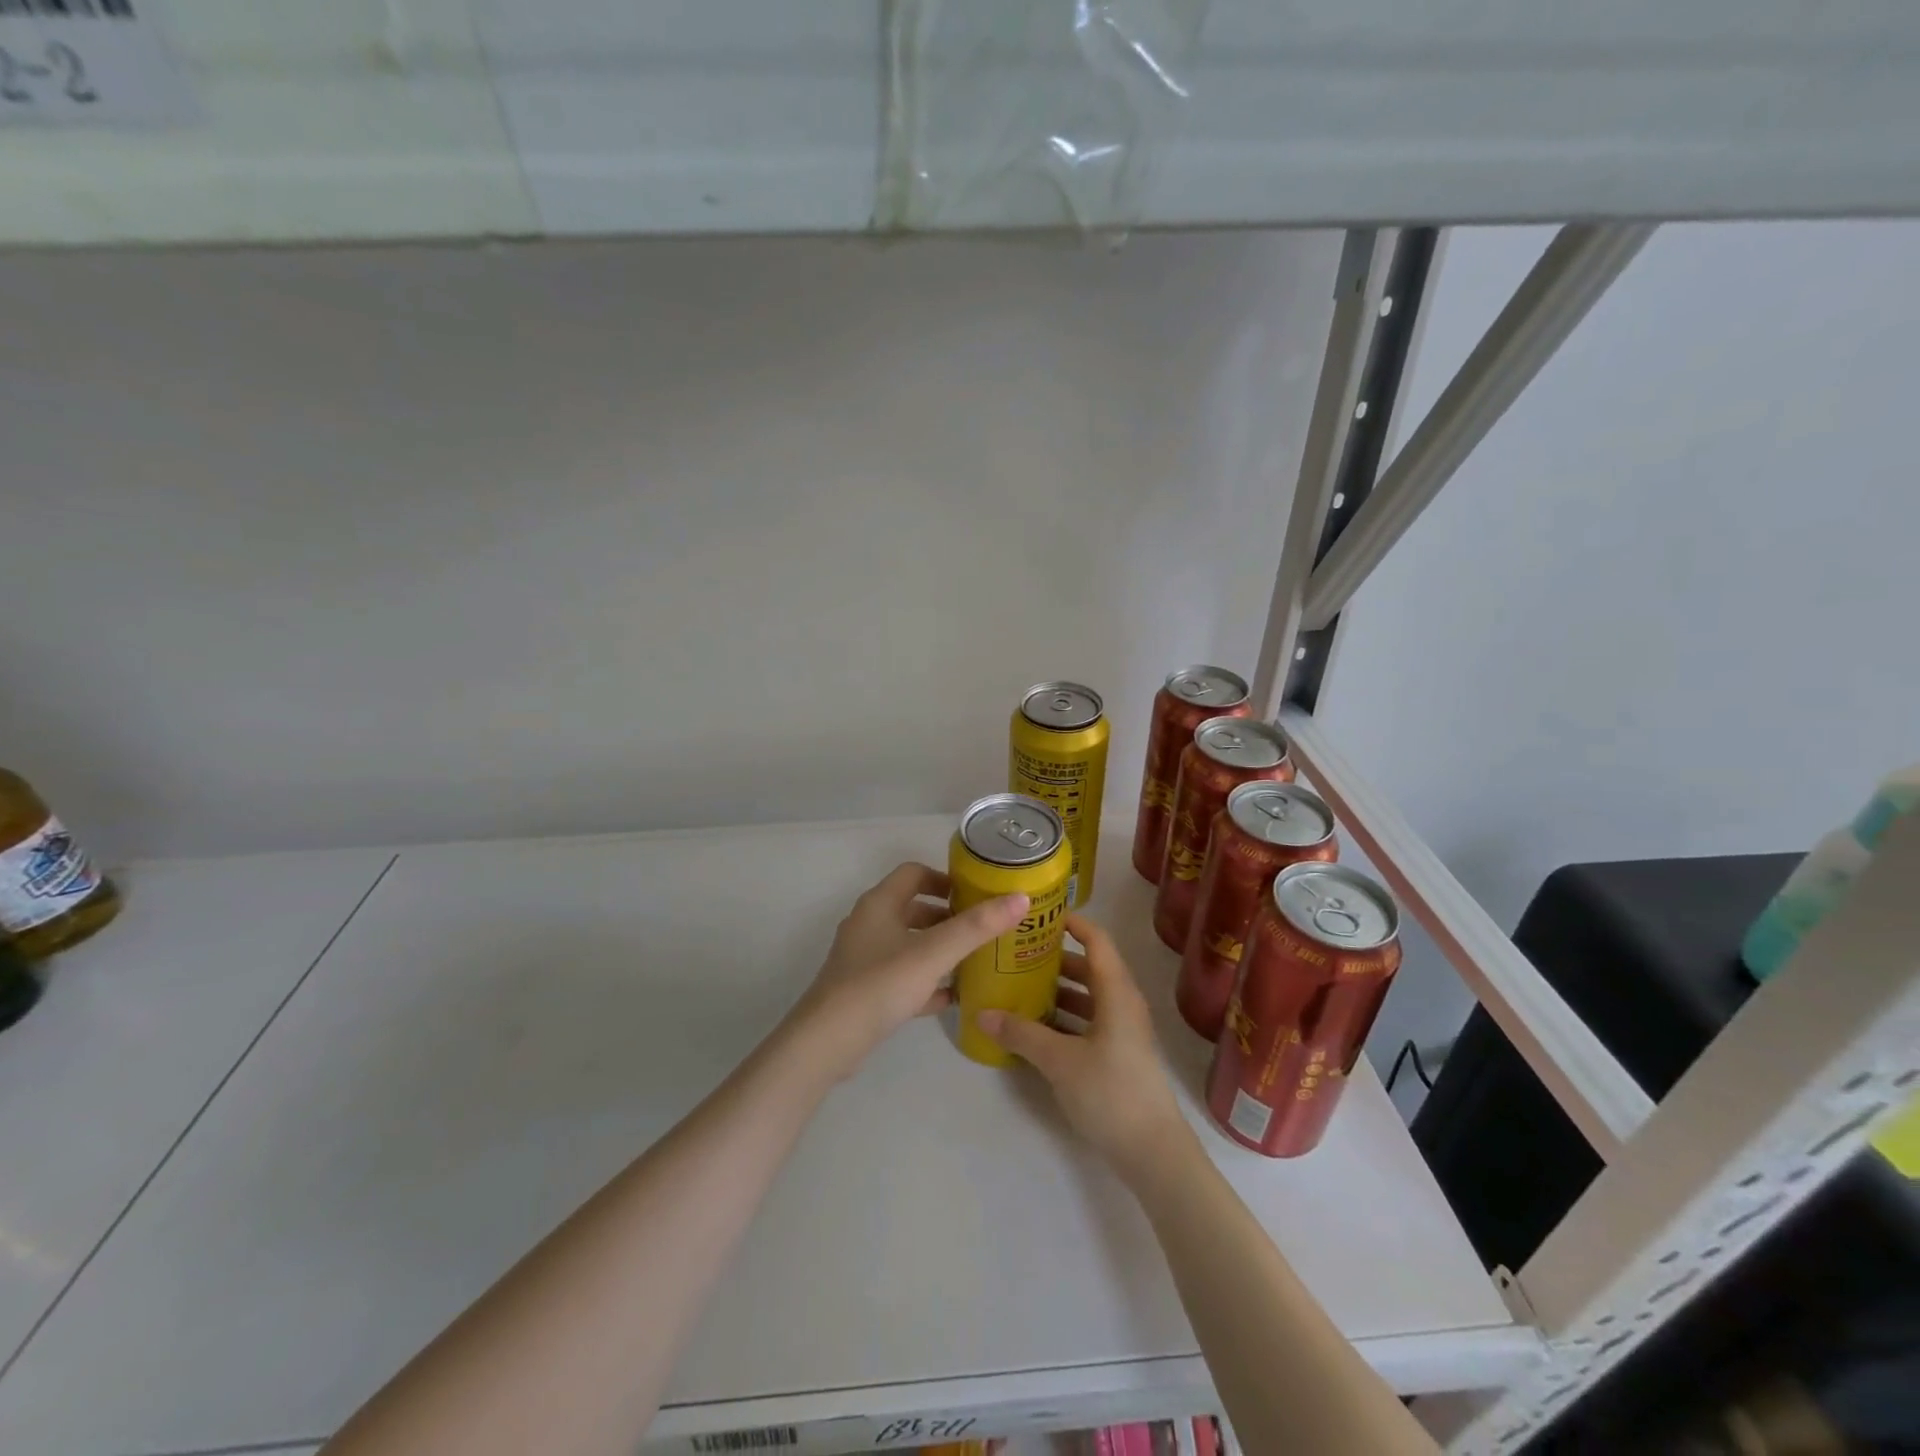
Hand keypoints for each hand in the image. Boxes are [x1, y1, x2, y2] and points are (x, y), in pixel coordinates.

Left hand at [791, 863, 1027, 1078]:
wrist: (828, 1042)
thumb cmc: (880, 984)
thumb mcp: (934, 953)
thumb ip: (977, 927)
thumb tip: (1020, 898)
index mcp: (879, 904)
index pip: (914, 873)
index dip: (945, 878)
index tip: (976, 893)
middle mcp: (869, 924)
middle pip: (913, 907)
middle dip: (948, 916)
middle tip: (982, 928)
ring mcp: (864, 959)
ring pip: (908, 943)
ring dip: (938, 948)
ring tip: (974, 959)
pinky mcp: (864, 990)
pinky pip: (902, 976)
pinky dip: (926, 981)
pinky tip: (952, 998)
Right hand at [976, 913, 1189, 1184]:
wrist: (1153, 1152)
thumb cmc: (1110, 1092)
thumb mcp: (1059, 1061)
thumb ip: (1021, 1034)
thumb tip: (981, 1014)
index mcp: (1116, 992)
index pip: (1096, 940)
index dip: (1072, 923)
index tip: (1039, 915)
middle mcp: (1122, 1003)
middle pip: (1089, 967)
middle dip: (1054, 958)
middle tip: (1017, 952)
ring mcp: (1122, 1030)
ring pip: (1088, 996)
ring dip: (1057, 989)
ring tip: (1019, 985)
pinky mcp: (1118, 1054)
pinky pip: (1088, 1020)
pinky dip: (1064, 1017)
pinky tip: (1035, 1026)